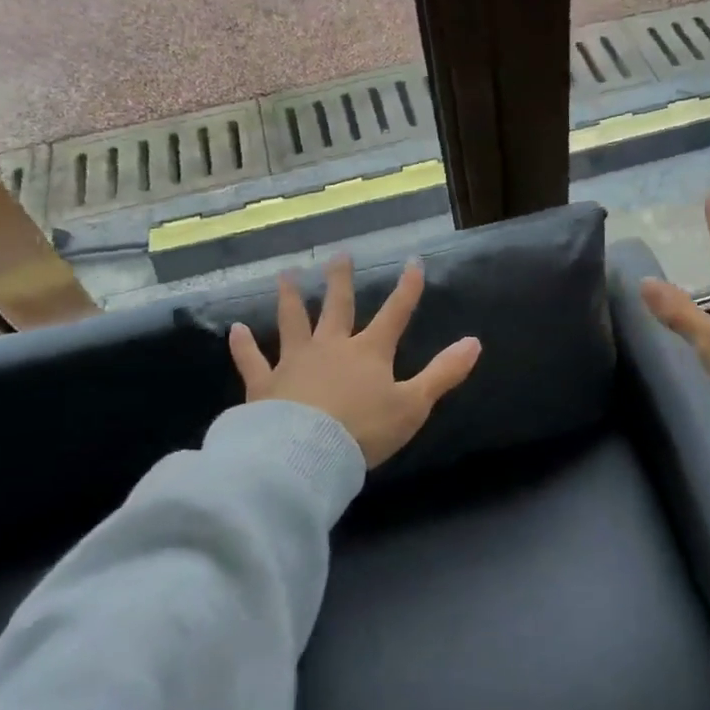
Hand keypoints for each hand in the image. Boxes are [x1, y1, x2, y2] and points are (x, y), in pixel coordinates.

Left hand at [229, 255, 481, 466]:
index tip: (414, 262)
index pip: (395, 313)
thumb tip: (475, 342)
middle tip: (339, 255)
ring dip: (289, 298)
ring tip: (285, 275)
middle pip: (338, 307)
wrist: (304, 454)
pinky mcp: (264, 384)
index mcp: (369, 352)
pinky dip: (243, 345)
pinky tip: (234, 329)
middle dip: (341, 281)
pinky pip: (252, 360)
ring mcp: (294, 362)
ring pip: (292, 322)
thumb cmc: (364, 431)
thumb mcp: (413, 404)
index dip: (408, 289)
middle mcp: (331, 347)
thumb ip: (443, 373)